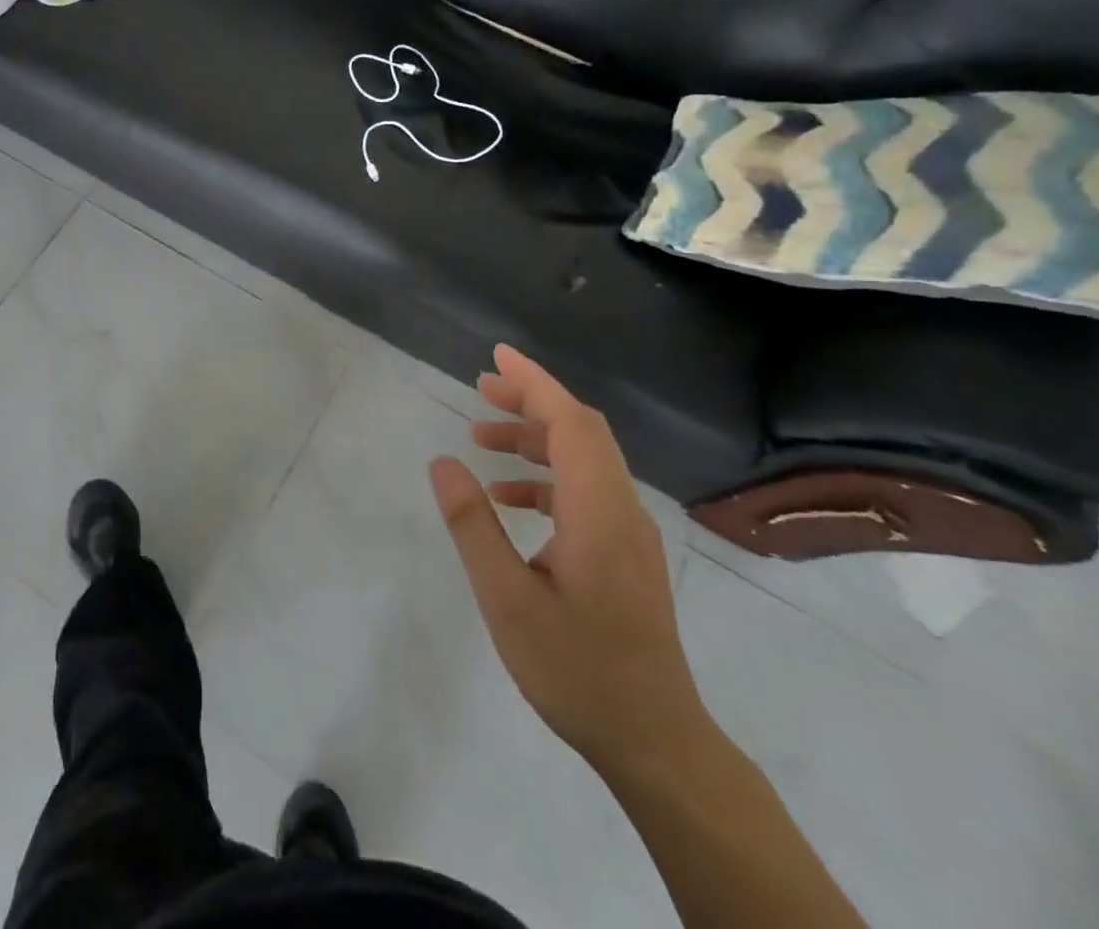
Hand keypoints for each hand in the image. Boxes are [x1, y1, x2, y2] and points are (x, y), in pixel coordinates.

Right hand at [429, 345, 711, 777]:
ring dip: (535, 439)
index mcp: (598, 510)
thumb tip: (443, 462)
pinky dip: (546, 478)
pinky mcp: (625, 554)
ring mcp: (629, 533)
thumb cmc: (577, 669)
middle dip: (531, 401)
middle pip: (581, 431)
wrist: (655, 742)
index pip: (571, 422)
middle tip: (480, 388)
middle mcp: (622, 509)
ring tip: (481, 436)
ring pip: (584, 460)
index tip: (498, 357)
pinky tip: (508, 498)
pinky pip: (586, 491)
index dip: (534, 383)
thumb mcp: (507, 598)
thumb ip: (473, 525)